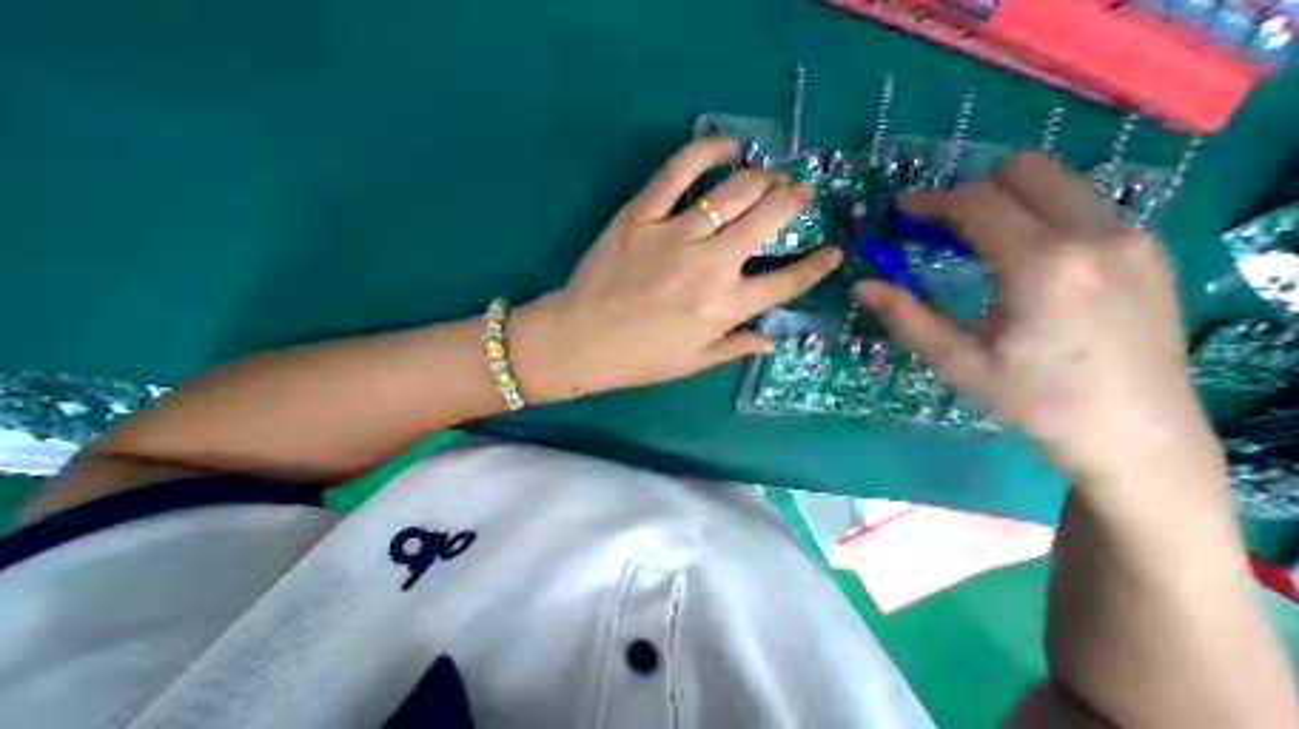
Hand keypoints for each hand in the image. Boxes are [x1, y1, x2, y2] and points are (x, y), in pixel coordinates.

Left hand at [508, 132, 841, 398]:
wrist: (579, 341)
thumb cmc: (638, 359)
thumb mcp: (692, 362)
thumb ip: (735, 347)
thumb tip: (771, 339)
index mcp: (724, 309)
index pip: (787, 282)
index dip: (818, 265)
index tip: (834, 251)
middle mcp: (710, 267)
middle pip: (769, 219)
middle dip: (795, 200)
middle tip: (800, 192)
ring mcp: (675, 236)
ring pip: (734, 190)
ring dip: (762, 177)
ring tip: (769, 175)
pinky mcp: (640, 216)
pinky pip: (677, 171)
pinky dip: (706, 150)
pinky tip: (724, 146)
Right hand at [861, 151, 1224, 484]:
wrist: (1134, 433)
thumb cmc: (1033, 399)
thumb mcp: (956, 361)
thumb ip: (906, 317)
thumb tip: (861, 287)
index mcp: (1043, 265)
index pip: (977, 203)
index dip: (930, 202)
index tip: (899, 211)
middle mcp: (1096, 234)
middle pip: (1025, 171)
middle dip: (969, 189)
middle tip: (934, 224)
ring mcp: (1132, 237)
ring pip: (1057, 182)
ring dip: (1004, 198)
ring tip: (969, 239)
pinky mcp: (1148, 249)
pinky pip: (1080, 204)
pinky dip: (1036, 212)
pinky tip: (1015, 255)